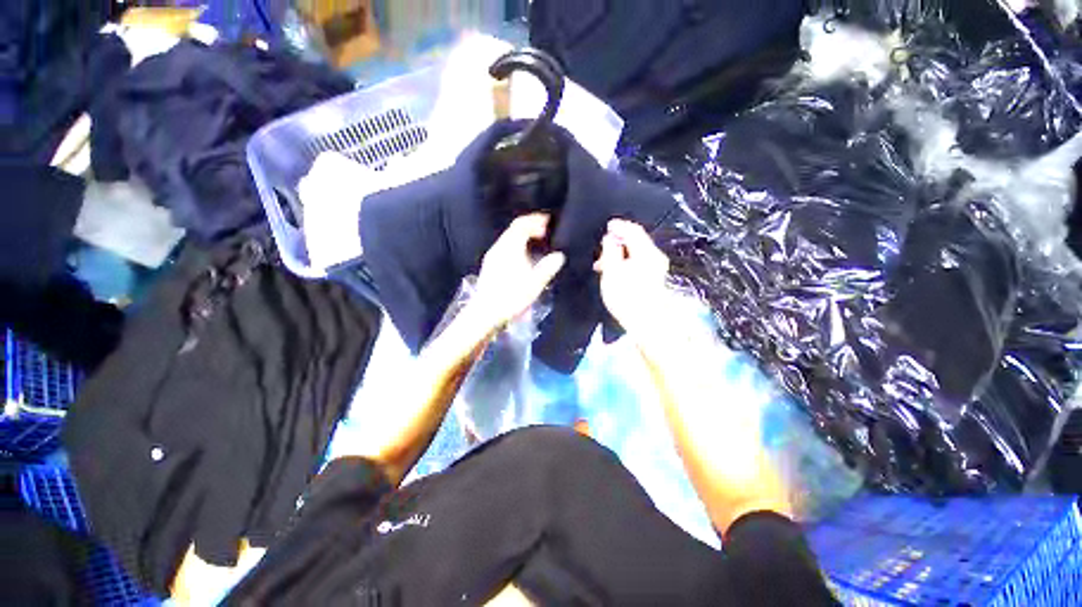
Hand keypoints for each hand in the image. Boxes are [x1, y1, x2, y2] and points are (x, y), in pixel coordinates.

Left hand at [471, 214, 565, 327]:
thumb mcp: (534, 284)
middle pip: (513, 229)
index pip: (521, 225)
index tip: (547, 221)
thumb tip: (559, 256)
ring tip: (535, 242)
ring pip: (508, 238)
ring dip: (522, 236)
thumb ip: (547, 268)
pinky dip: (515, 245)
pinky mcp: (489, 266)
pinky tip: (521, 257)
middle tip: (543, 230)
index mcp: (510, 248)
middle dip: (529, 226)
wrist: (485, 313)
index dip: (534, 220)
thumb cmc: (511, 297)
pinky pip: (504, 247)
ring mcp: (492, 257)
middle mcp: (499, 248)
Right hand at [594, 219, 669, 334]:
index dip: (620, 226)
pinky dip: (626, 262)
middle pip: (637, 241)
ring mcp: (657, 268)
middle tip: (601, 251)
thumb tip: (611, 238)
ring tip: (604, 265)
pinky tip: (616, 272)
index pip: (634, 231)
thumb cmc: (627, 297)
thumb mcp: (612, 271)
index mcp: (646, 253)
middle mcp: (655, 257)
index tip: (608, 225)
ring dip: (620, 254)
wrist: (647, 323)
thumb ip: (611, 251)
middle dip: (618, 242)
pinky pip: (639, 262)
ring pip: (637, 252)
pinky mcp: (655, 278)